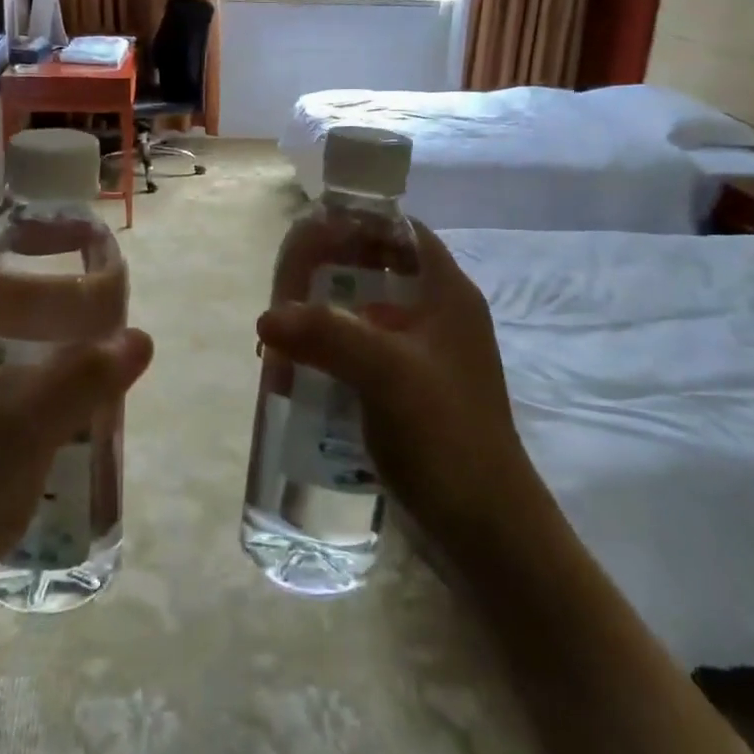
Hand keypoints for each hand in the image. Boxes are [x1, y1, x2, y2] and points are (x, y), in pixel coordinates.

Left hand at [0, 240, 153, 600]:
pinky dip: (25, 371)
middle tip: (95, 303)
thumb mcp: (31, 423)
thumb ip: (88, 375)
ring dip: (37, 336)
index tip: (78, 250)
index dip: (28, 245)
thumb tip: (141, 338)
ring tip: (88, 343)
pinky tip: (61, 395)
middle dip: (43, 295)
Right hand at [255, 221, 544, 545]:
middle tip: (286, 287)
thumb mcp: (385, 373)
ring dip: (330, 320)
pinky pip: (369, 358)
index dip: (360, 224)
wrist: (487, 530)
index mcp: (448, 295)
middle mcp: (442, 319)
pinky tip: (305, 374)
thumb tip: (267, 317)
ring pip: (371, 319)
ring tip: (285, 332)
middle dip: (333, 275)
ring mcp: (429, 360)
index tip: (312, 234)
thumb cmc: (445, 435)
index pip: (403, 233)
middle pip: (382, 273)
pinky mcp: (416, 396)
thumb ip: (326, 336)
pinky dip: (337, 356)